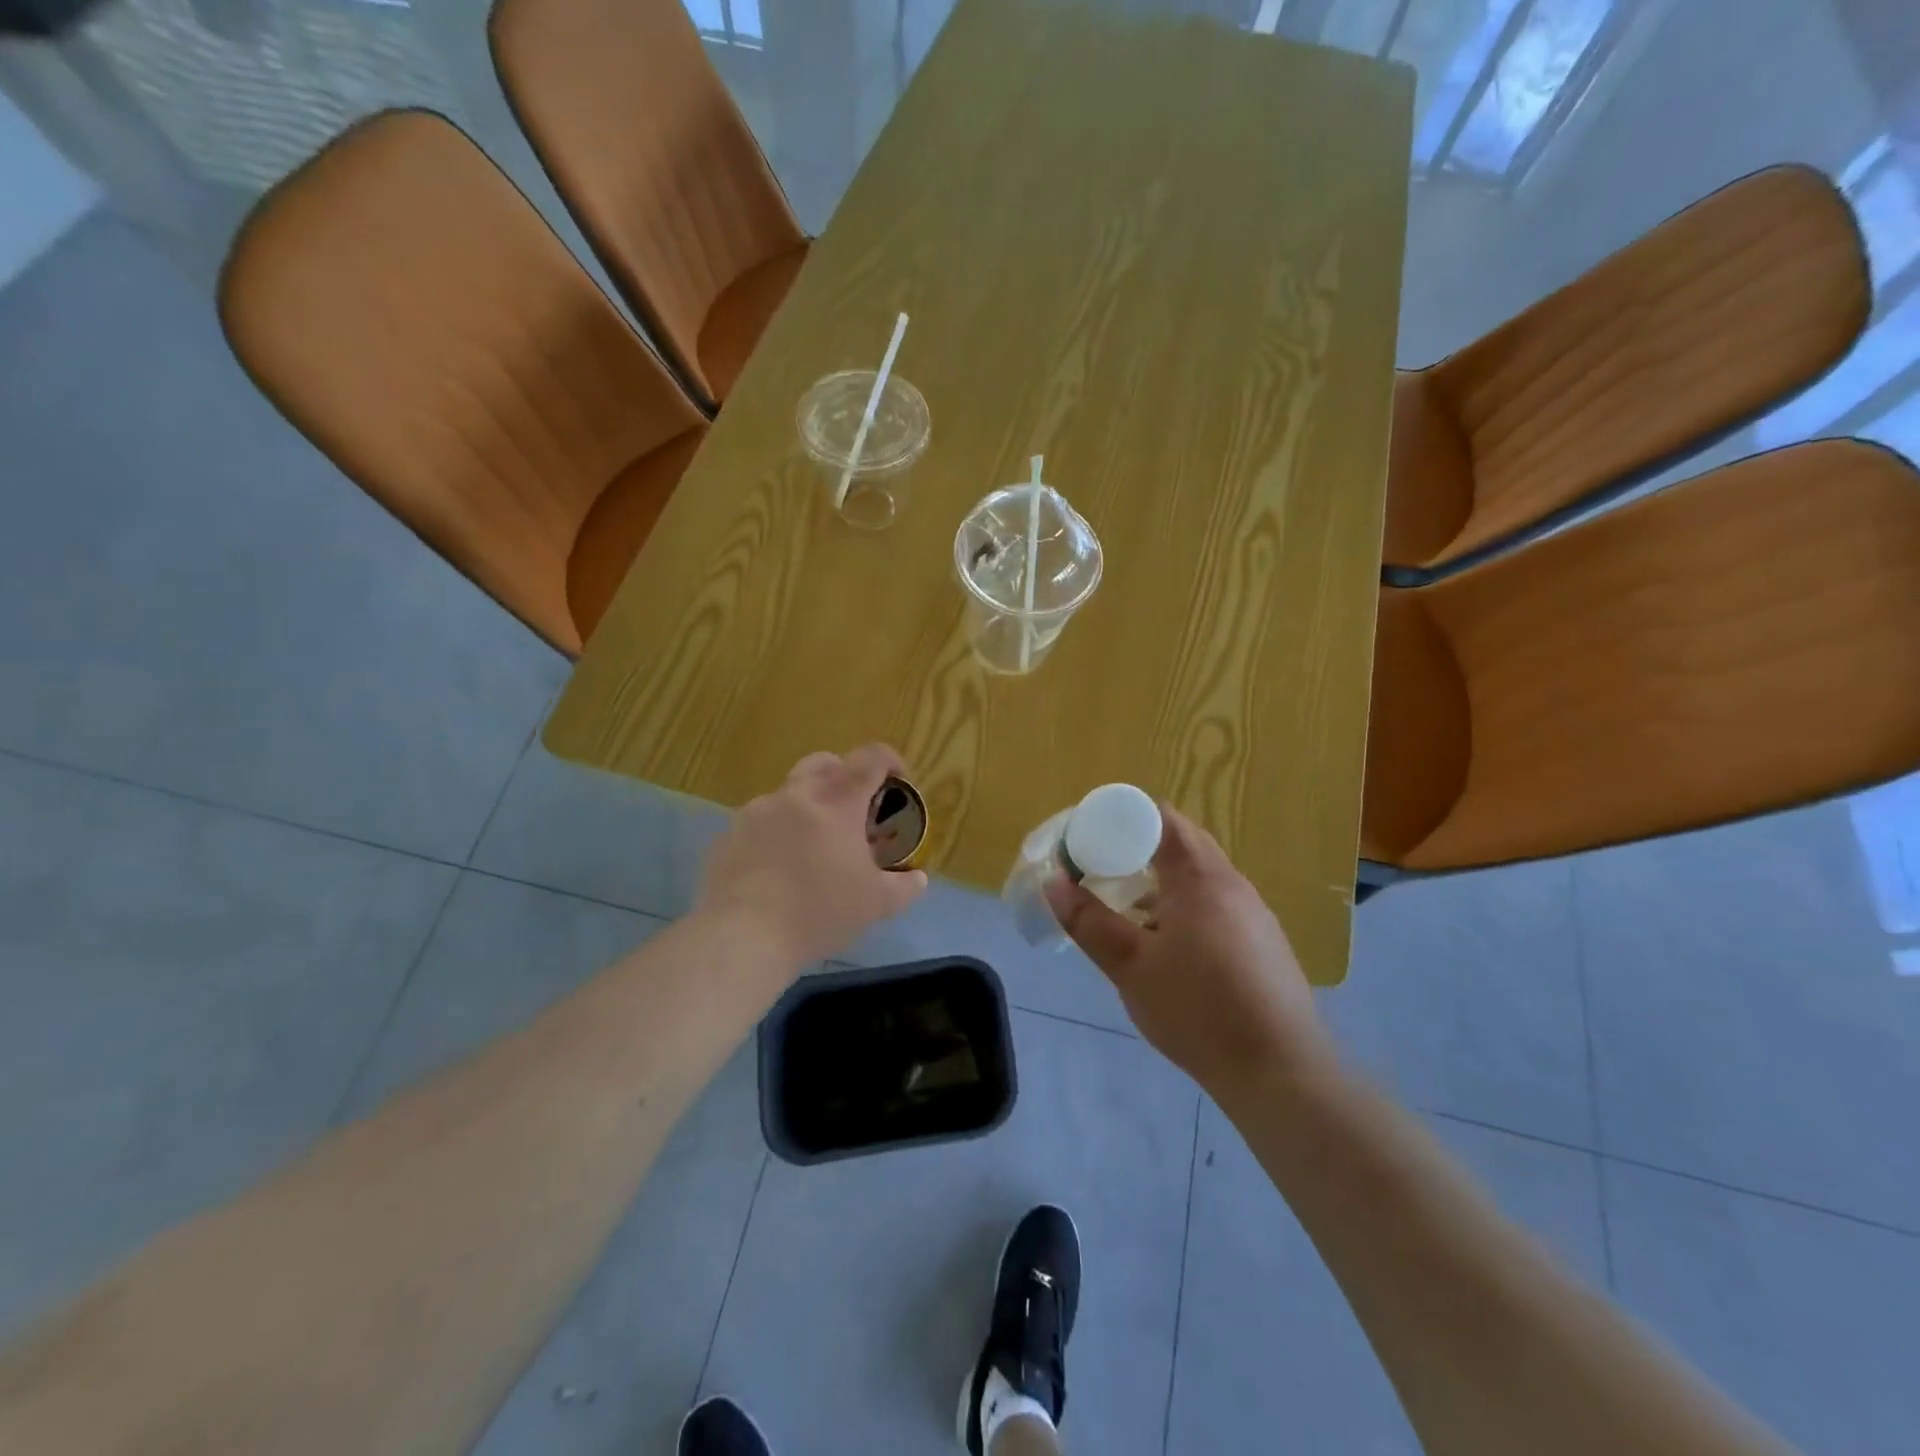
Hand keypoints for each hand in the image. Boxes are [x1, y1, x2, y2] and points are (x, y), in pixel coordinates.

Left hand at [697, 745, 928, 967]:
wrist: (743, 936)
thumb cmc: (819, 913)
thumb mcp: (876, 905)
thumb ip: (904, 887)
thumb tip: (918, 879)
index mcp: (837, 802)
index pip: (870, 759)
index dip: (890, 760)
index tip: (898, 780)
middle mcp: (795, 795)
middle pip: (824, 762)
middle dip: (843, 775)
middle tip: (854, 809)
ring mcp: (755, 812)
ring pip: (787, 793)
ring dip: (806, 807)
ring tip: (812, 846)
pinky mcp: (727, 835)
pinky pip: (758, 823)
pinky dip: (774, 833)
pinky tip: (776, 869)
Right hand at [1045, 806, 1331, 1098]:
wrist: (1281, 1073)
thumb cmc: (1198, 1011)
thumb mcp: (1130, 967)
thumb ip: (1089, 921)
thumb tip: (1053, 881)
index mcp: (1201, 878)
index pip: (1160, 818)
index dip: (1121, 817)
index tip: (1088, 836)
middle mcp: (1232, 883)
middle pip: (1181, 842)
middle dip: (1136, 847)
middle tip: (1098, 868)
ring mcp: (1253, 912)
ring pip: (1199, 875)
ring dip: (1160, 879)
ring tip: (1124, 907)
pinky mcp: (1263, 941)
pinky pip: (1215, 902)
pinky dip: (1183, 904)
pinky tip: (1165, 944)